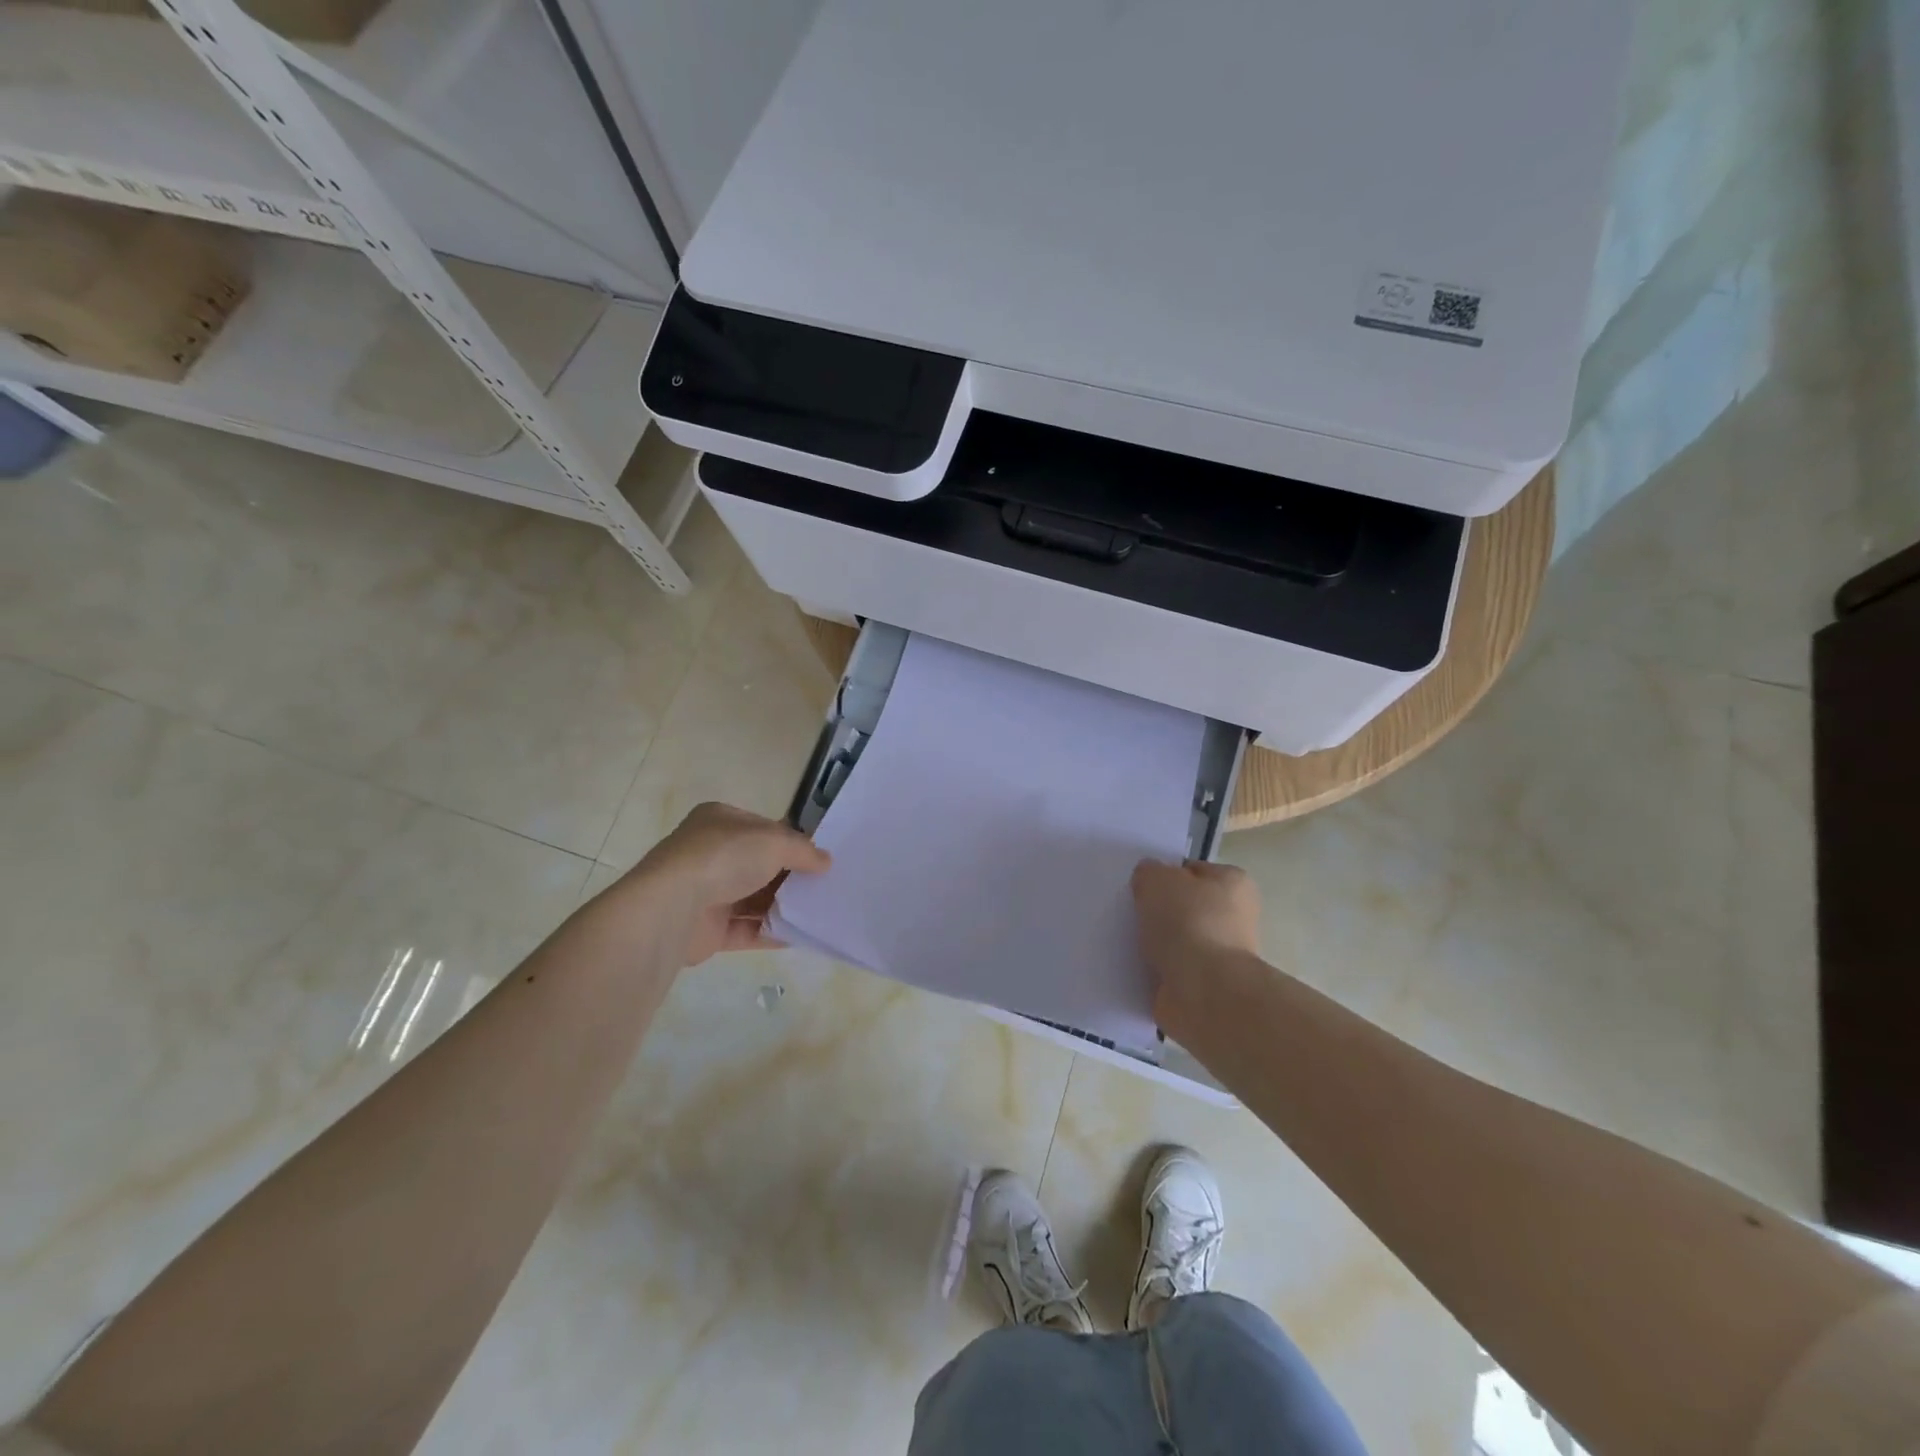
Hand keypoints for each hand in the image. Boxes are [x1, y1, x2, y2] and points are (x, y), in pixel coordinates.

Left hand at [621, 803, 830, 965]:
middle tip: (823, 886)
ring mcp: (705, 892)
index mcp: (720, 821)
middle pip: (759, 865)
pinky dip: (771, 931)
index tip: (818, 858)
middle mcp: (710, 854)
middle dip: (789, 876)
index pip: (763, 828)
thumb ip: (803, 850)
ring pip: (753, 898)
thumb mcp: (775, 841)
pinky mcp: (706, 929)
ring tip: (818, 912)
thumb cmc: (724, 858)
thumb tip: (826, 862)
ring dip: (782, 905)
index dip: (791, 841)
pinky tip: (799, 935)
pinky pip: (746, 930)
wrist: (673, 907)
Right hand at [1131, 859, 1261, 1028]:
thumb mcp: (1157, 879)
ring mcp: (1222, 956)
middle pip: (1187, 908)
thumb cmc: (1187, 922)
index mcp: (1233, 884)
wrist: (1203, 990)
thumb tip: (1149, 880)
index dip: (1166, 875)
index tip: (1143, 888)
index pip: (1193, 871)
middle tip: (1133, 915)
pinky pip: (1173, 971)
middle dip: (1162, 913)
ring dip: (1157, 945)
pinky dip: (1156, 972)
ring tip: (1129, 943)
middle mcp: (1236, 918)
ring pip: (1179, 941)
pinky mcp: (1207, 988)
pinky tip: (1135, 968)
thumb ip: (1150, 873)